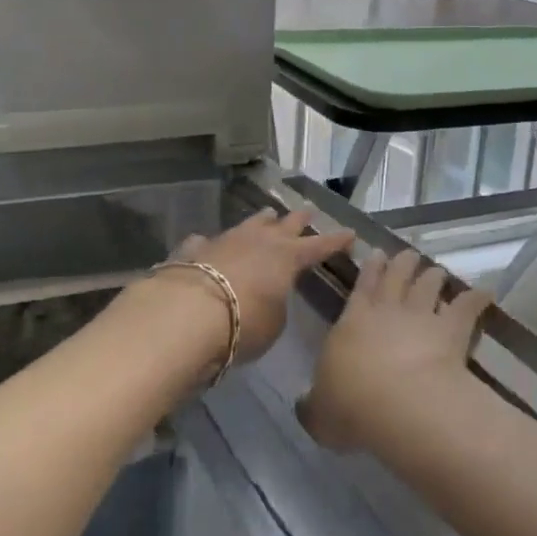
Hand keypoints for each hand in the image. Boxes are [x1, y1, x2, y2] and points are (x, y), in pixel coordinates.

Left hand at [161, 208, 355, 367]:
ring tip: (268, 215)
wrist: (186, 313)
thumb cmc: (243, 323)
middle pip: (285, 224)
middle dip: (299, 219)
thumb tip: (269, 298)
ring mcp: (225, 240)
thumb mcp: (273, 324)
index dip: (336, 241)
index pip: (319, 246)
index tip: (350, 233)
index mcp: (287, 257)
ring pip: (249, 224)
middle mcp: (259, 241)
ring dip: (260, 221)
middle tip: (308, 211)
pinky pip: (208, 242)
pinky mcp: (195, 250)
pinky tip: (208, 243)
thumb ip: (276, 306)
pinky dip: (213, 243)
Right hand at [298, 248, 492, 452]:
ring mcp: (423, 315)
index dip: (370, 269)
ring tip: (438, 271)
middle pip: (397, 275)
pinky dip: (477, 298)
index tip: (377, 254)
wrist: (399, 402)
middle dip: (403, 263)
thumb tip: (306, 406)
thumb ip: (313, 406)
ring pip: (429, 284)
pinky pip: (467, 307)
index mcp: (353, 320)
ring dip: (434, 275)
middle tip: (408, 255)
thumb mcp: (319, 413)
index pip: (362, 286)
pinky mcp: (452, 328)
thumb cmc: (351, 405)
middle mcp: (388, 310)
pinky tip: (485, 293)